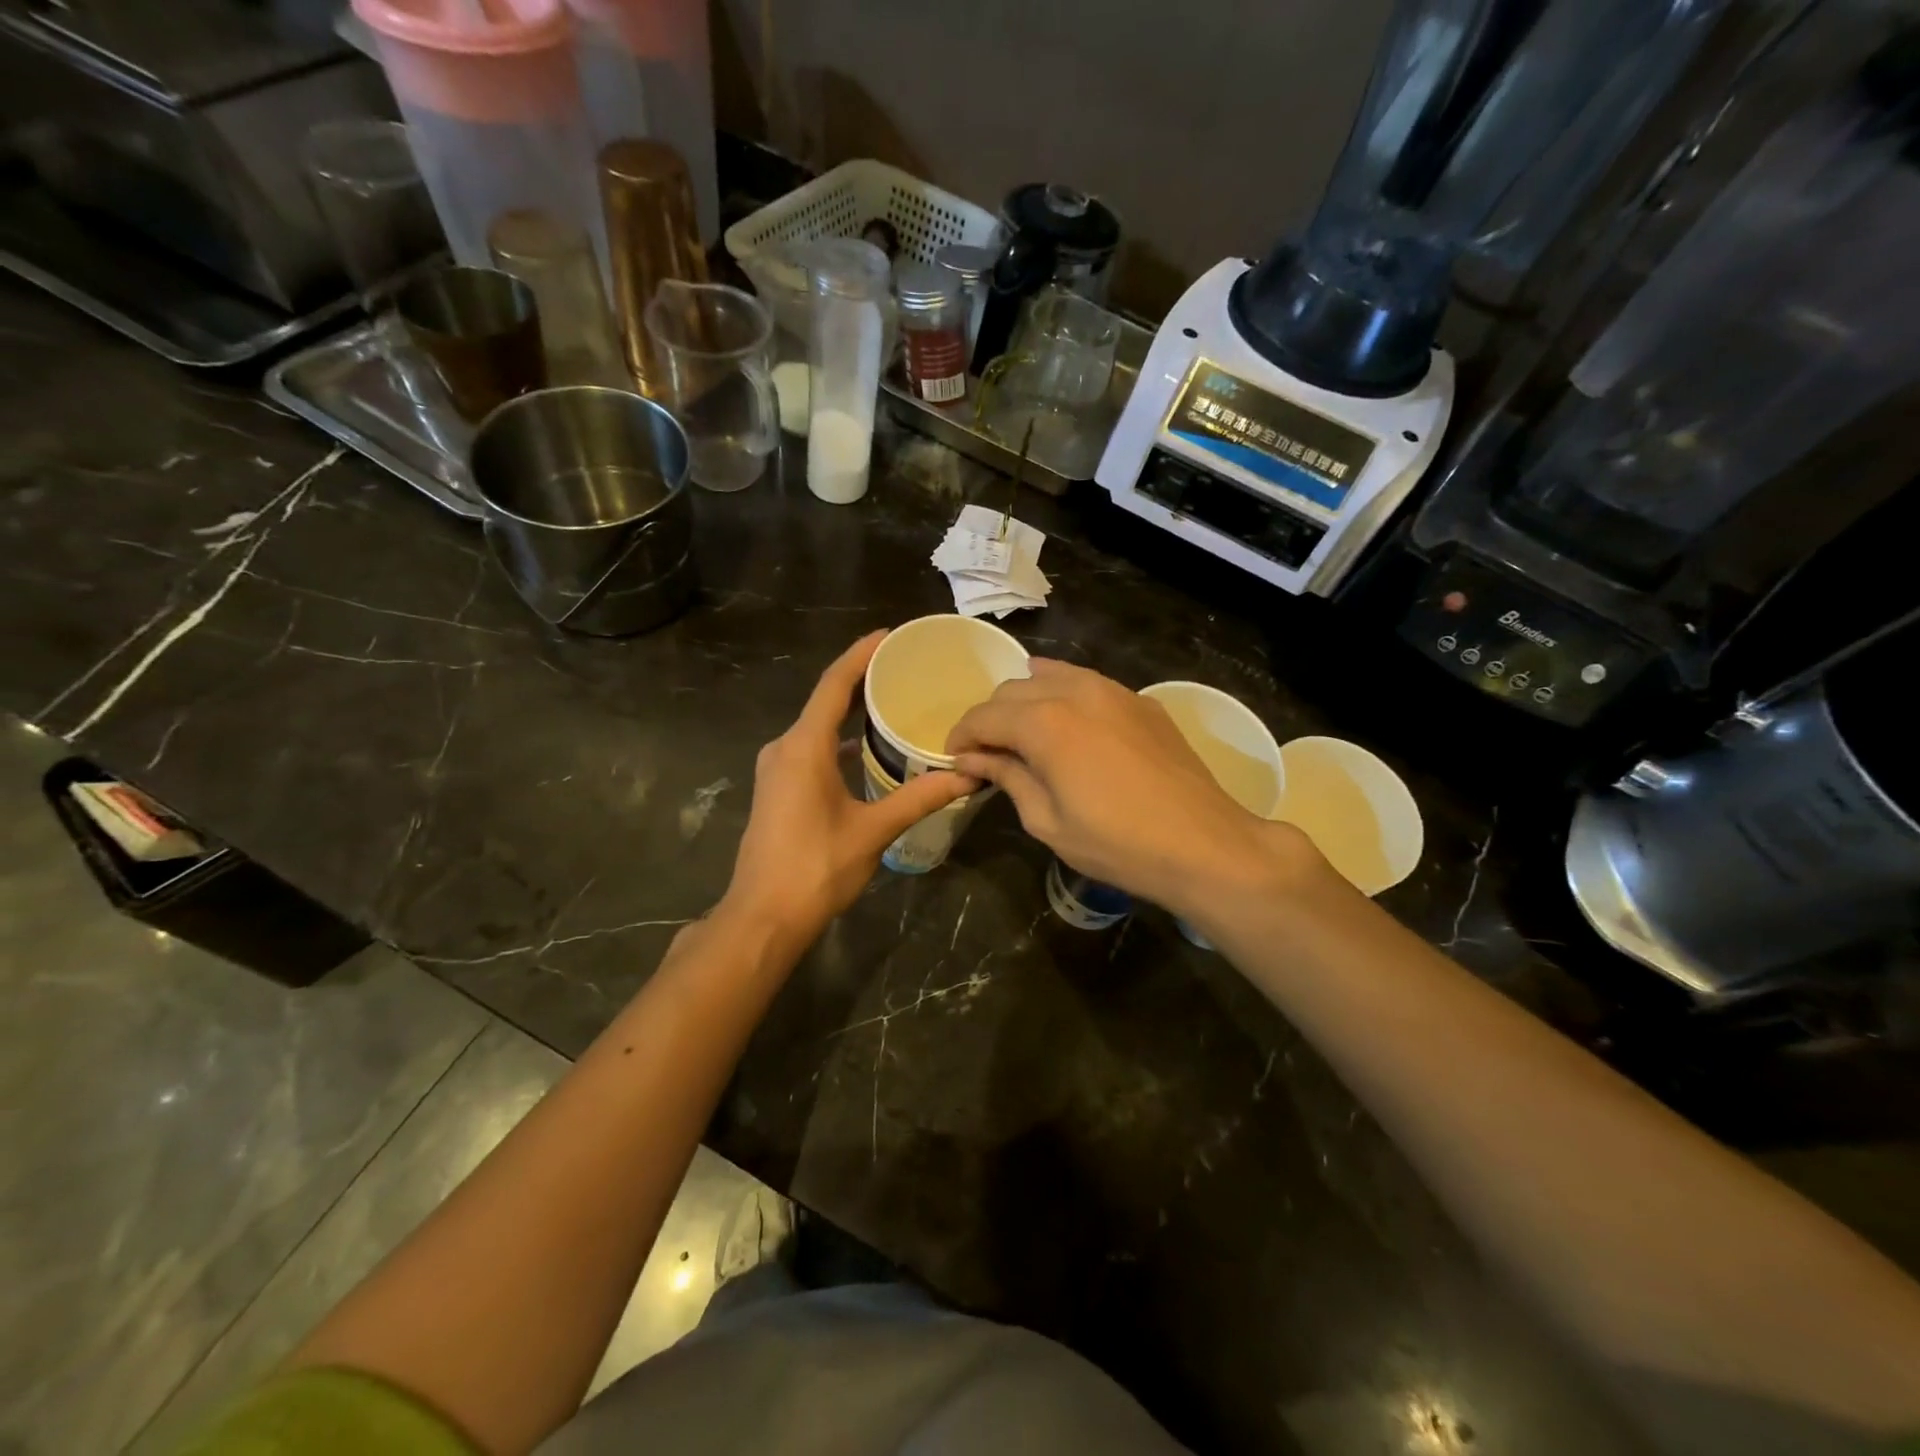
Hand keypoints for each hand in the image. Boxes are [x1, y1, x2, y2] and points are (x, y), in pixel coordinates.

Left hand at [718, 631, 971, 951]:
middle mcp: (784, 748)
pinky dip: (838, 740)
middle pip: (824, 701)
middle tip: (902, 667)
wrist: (763, 916)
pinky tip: (866, 750)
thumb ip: (918, 798)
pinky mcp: (778, 789)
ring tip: (891, 703)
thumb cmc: (816, 867)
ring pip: (816, 727)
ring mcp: (777, 770)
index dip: (860, 655)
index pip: (833, 685)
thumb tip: (967, 777)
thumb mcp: (872, 831)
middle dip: (860, 680)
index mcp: (804, 747)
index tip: (889, 635)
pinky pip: (811, 749)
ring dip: (849, 712)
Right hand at [946, 660, 1323, 917]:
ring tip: (1024, 737)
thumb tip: (972, 759)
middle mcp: (1075, 691)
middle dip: (991, 719)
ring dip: (1026, 702)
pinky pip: (1087, 684)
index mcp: (1044, 722)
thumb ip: (1007, 777)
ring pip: (1050, 676)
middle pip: (1012, 690)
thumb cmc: (1117, 843)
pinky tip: (1067, 726)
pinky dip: (1063, 696)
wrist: (1204, 844)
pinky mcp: (1140, 701)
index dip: (961, 737)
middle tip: (989, 756)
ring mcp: (1113, 690)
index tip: (956, 761)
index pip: (984, 716)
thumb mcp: (1047, 820)